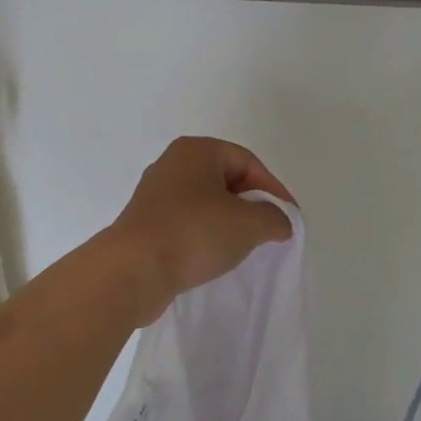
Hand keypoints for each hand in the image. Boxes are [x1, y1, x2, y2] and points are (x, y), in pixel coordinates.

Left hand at [108, 138, 295, 316]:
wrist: (133, 270)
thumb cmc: (194, 233)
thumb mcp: (249, 224)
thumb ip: (274, 218)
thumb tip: (280, 222)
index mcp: (196, 150)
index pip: (247, 161)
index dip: (273, 189)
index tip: (287, 218)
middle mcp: (172, 164)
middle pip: (225, 179)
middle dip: (250, 204)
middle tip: (268, 230)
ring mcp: (155, 194)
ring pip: (205, 202)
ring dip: (228, 222)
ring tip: (244, 246)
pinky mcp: (146, 223)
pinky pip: (186, 223)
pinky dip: (205, 235)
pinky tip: (214, 256)